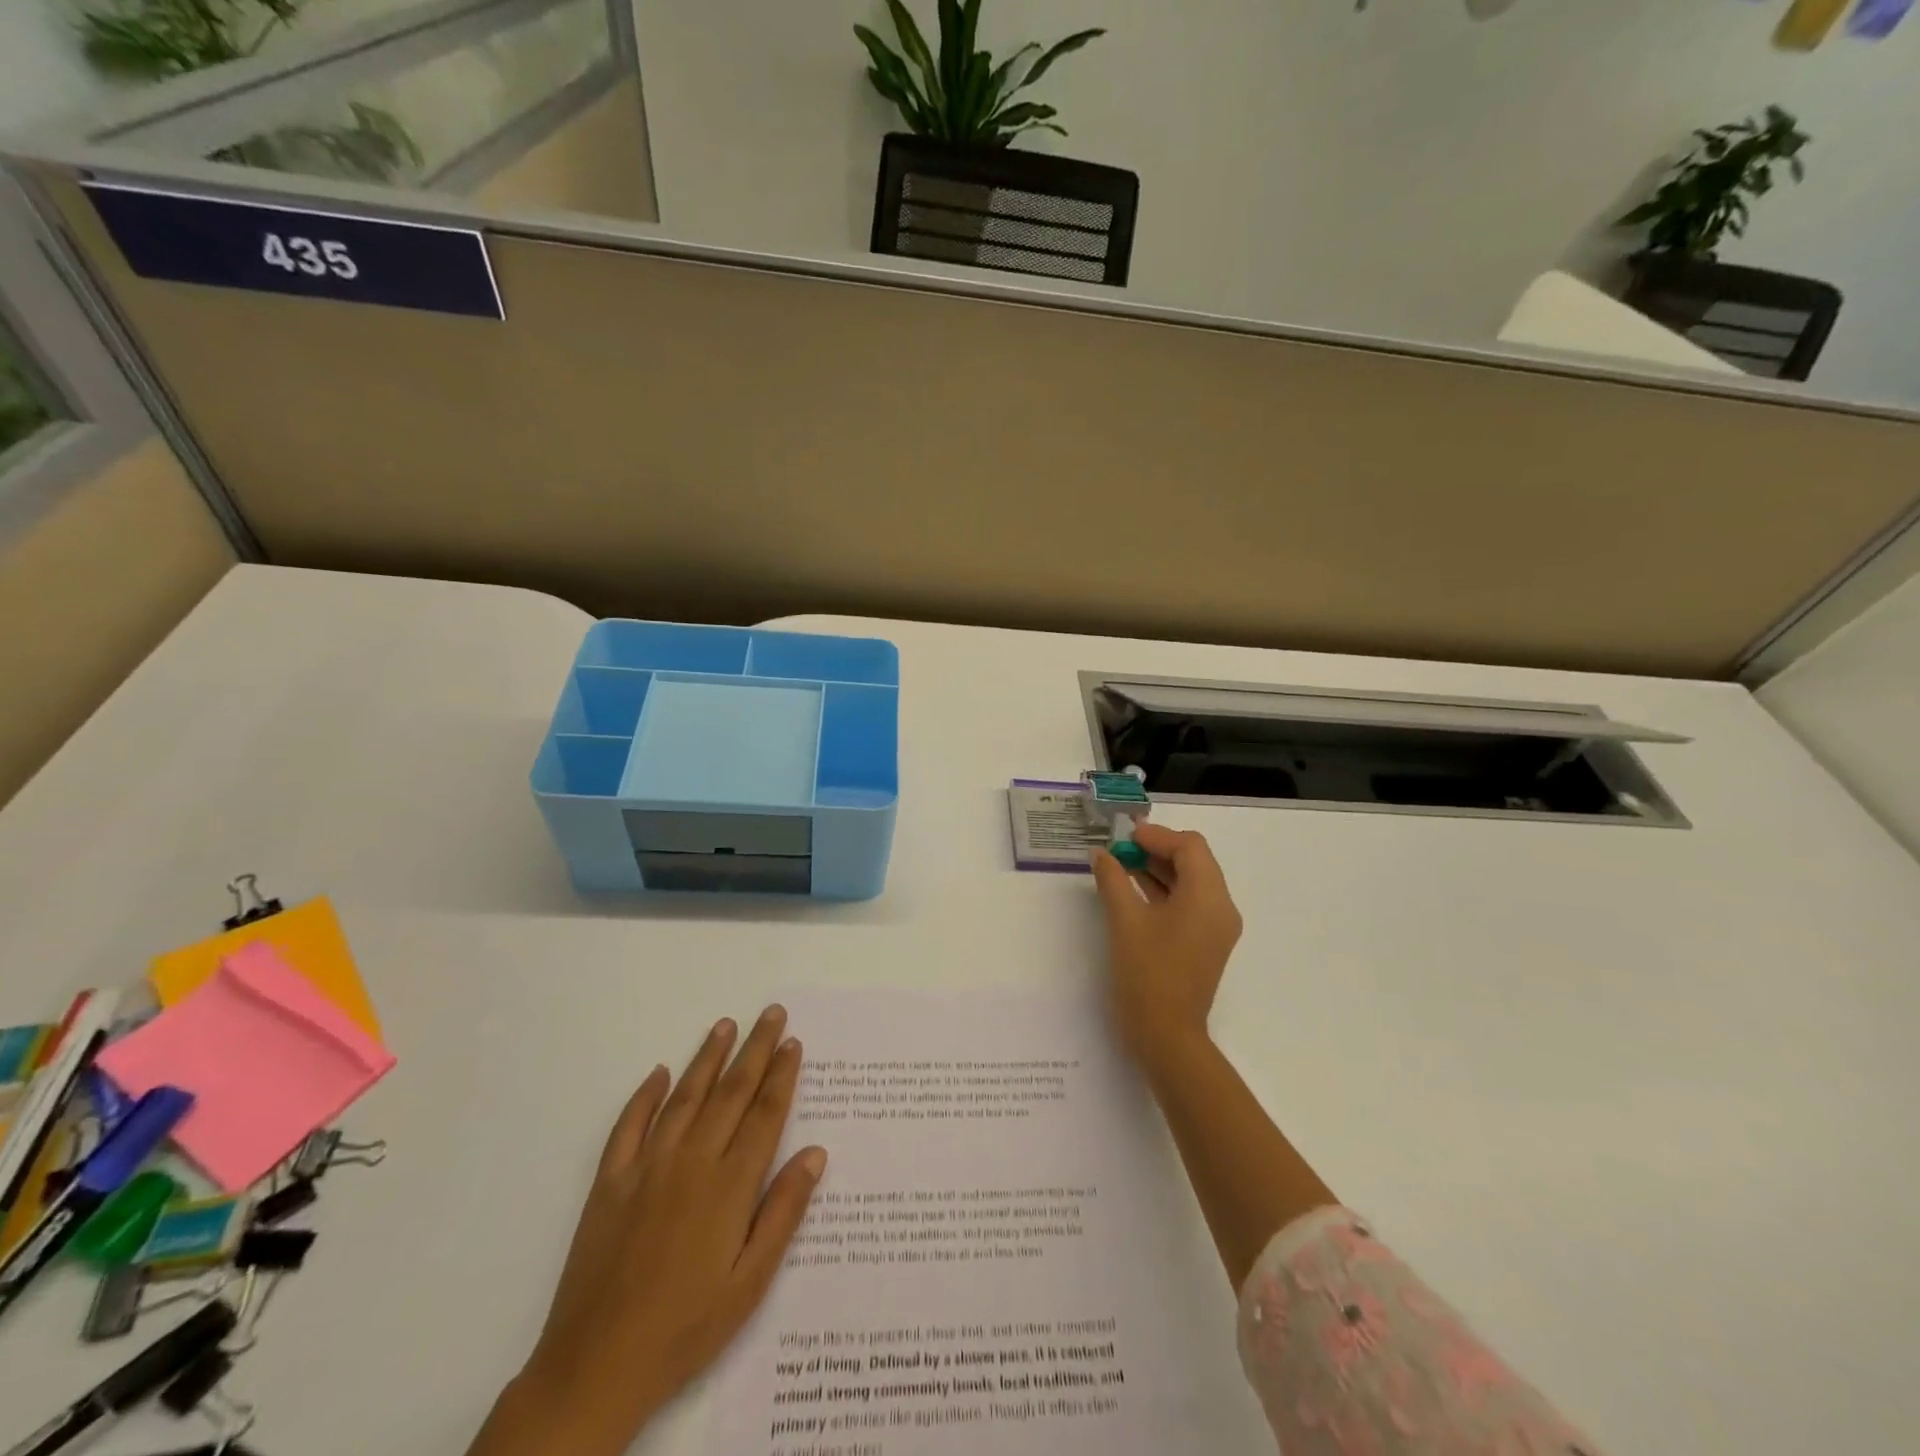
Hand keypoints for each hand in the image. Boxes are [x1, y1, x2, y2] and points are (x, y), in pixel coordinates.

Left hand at [469, 1007, 826, 1455]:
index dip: (782, 1075)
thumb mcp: (750, 1284)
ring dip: (707, 1058)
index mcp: (729, 1187)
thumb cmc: (685, 1329)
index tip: (793, 1042)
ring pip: (684, 1098)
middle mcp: (691, 1163)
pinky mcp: (609, 1184)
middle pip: (730, 1093)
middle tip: (771, 1013)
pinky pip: (628, 1127)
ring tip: (726, 1025)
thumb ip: (783, 1213)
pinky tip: (659, 1073)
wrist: (595, 1368)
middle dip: (755, 1050)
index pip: (764, 1115)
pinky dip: (645, 1096)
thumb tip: (815, 1153)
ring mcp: (646, 1168)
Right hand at [1091, 823, 1242, 1067]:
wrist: (1166, 1037)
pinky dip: (1164, 890)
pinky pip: (1189, 903)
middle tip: (1120, 847)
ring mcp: (1215, 927)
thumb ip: (1113, 879)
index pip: (1189, 846)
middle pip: (1194, 860)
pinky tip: (1132, 891)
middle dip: (1157, 849)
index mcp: (1208, 897)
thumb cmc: (1147, 974)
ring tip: (1121, 865)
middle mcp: (1220, 907)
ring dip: (1159, 869)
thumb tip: (1101, 854)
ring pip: (1191, 881)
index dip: (1157, 836)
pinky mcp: (1205, 943)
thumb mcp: (1125, 920)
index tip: (1123, 836)